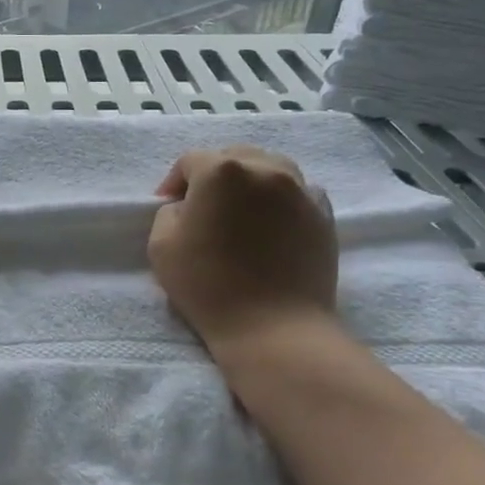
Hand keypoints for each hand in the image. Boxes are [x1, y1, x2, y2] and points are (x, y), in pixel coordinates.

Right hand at [148, 146, 337, 351]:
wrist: (274, 328)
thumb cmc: (209, 286)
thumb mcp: (160, 246)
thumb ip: (168, 213)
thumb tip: (186, 206)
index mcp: (221, 171)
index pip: (190, 161)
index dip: (174, 181)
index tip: (168, 206)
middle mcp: (264, 169)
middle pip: (233, 156)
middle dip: (213, 175)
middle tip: (203, 206)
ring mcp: (300, 190)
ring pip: (270, 167)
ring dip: (250, 181)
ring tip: (241, 210)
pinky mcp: (324, 215)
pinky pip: (299, 191)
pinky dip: (281, 198)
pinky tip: (272, 222)